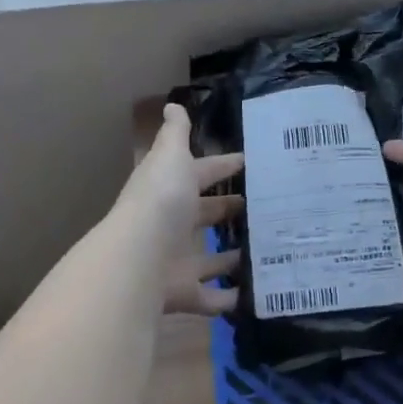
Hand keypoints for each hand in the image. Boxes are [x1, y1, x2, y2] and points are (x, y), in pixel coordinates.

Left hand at [116, 103, 244, 316]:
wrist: (137, 259)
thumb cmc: (161, 201)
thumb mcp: (170, 156)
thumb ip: (175, 133)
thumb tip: (172, 104)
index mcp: (171, 188)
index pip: (202, 173)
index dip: (224, 166)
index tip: (251, 163)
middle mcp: (171, 223)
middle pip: (204, 215)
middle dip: (228, 211)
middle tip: (264, 209)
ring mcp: (175, 260)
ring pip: (209, 259)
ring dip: (231, 257)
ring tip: (264, 251)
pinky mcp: (181, 292)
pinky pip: (209, 298)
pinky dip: (227, 299)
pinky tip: (252, 295)